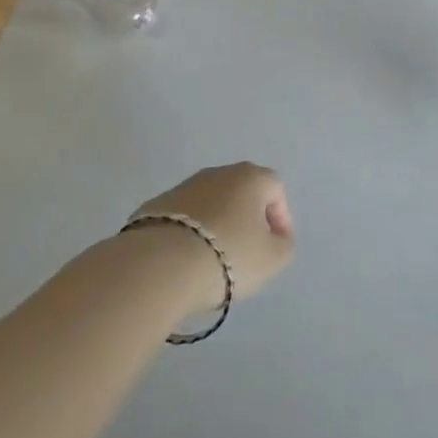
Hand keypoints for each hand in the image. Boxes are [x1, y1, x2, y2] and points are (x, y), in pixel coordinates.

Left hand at [131, 162, 295, 313]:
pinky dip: (190, 234)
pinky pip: (183, 219)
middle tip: (248, 251)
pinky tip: (186, 260)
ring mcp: (183, 187)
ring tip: (214, 260)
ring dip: (217, 226)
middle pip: (241, 193)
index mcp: (250, 177)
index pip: (275, 189)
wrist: (160, 264)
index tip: (277, 245)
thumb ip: (283, 245)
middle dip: (247, 219)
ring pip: (210, 204)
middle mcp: (218, 173)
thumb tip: (276, 238)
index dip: (281, 217)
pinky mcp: (154, 206)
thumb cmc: (228, 256)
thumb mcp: (272, 259)